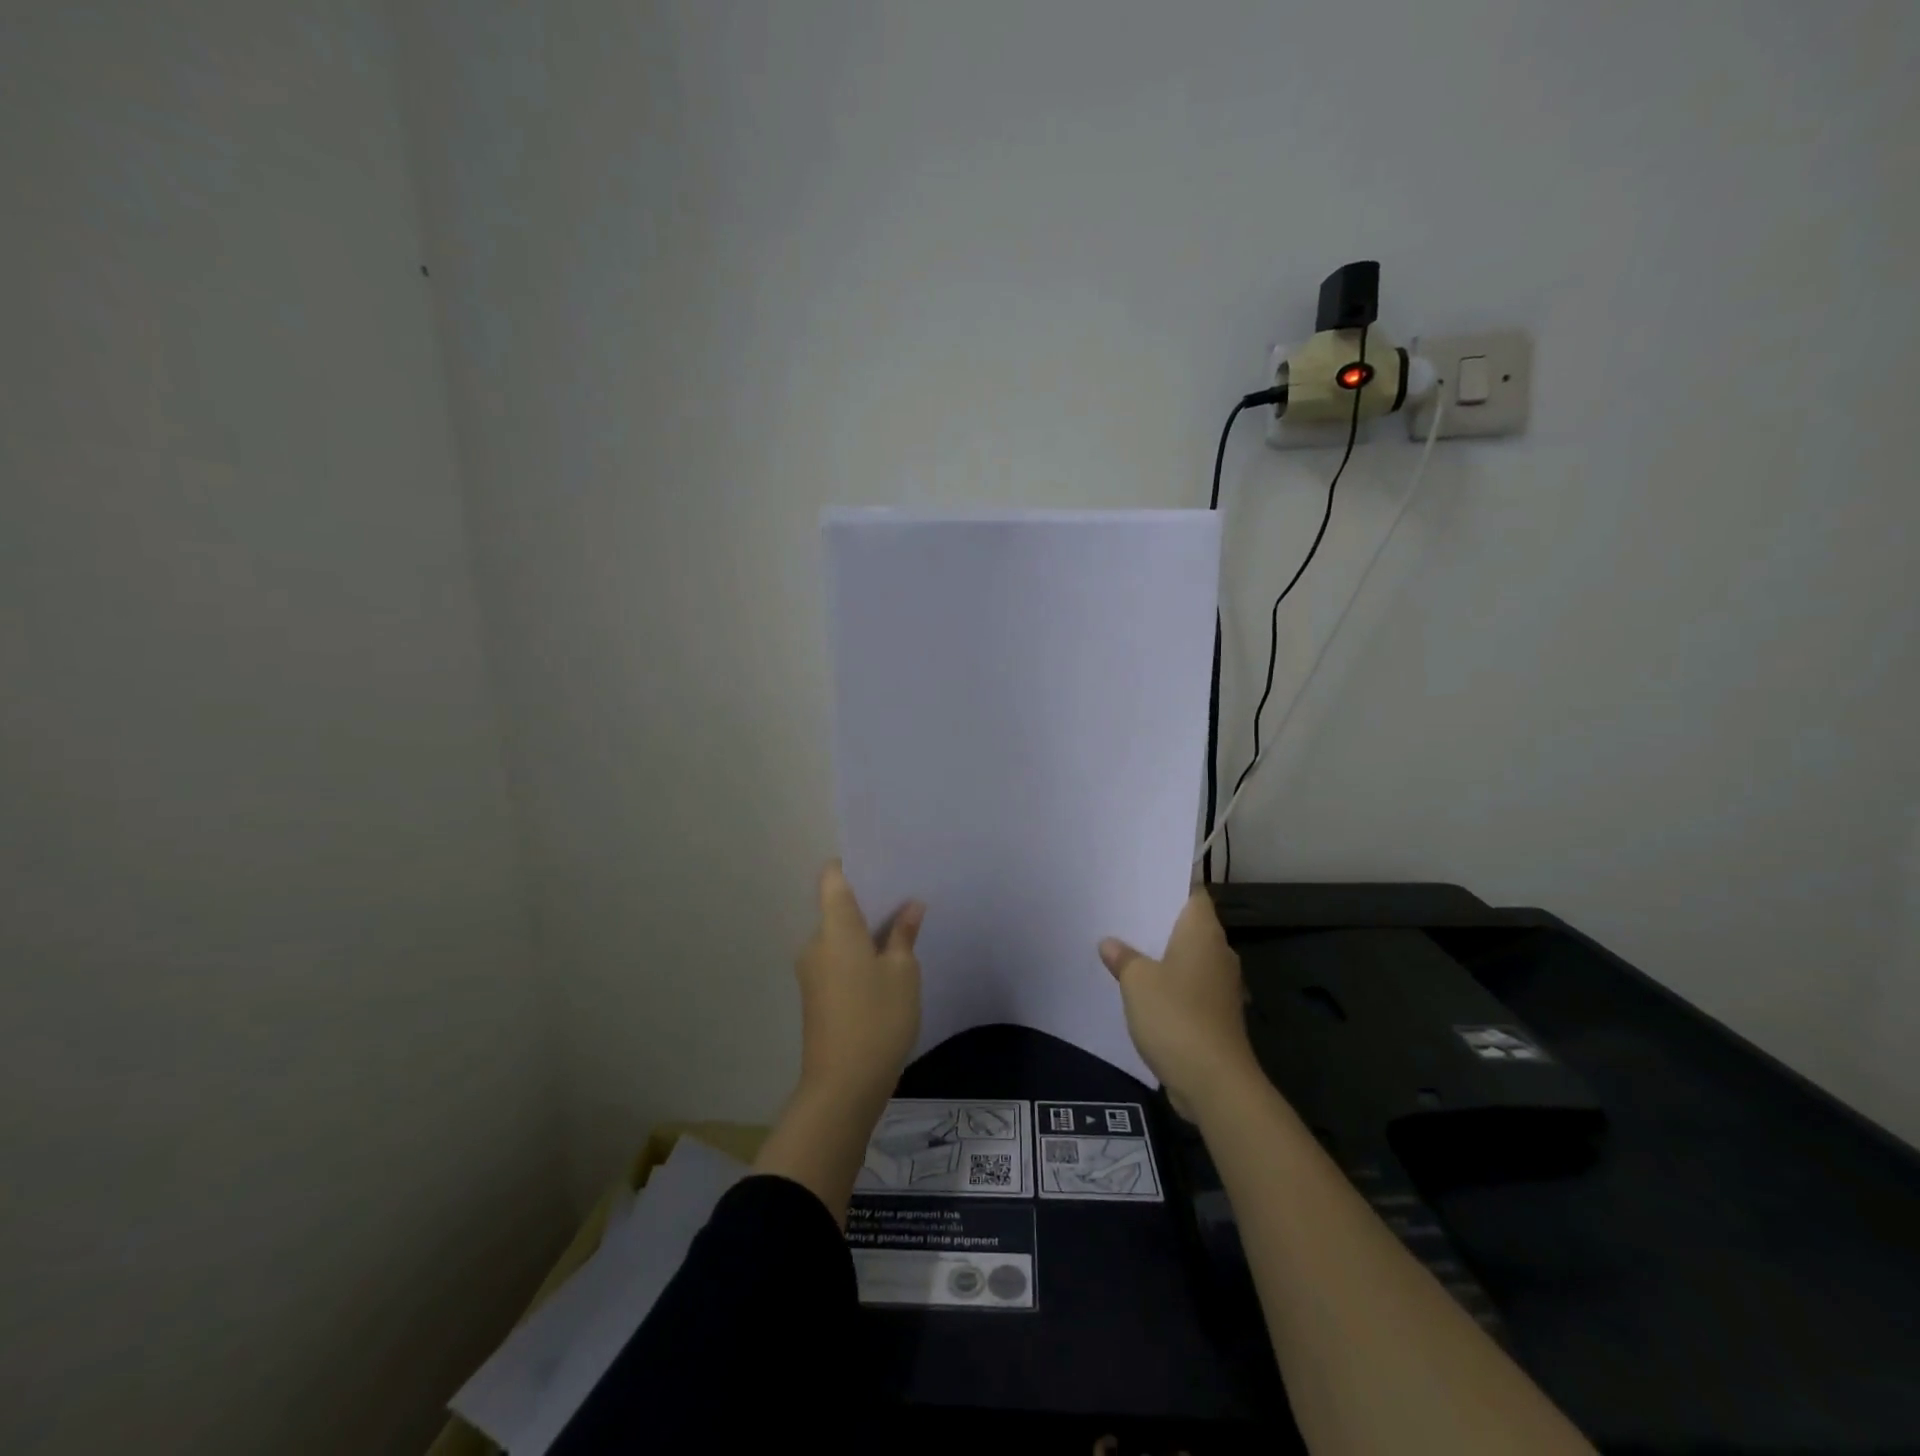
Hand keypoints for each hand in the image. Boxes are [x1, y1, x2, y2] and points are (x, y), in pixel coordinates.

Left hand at [794, 861, 923, 1109]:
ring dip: (866, 933)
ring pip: (840, 937)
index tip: (880, 865)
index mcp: (835, 928)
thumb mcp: (902, 973)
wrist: (843, 1087)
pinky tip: (887, 968)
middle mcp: (816, 944)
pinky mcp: (817, 996)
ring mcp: (813, 972)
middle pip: (837, 908)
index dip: (851, 865)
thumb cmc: (877, 1018)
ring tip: (903, 932)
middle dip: (869, 903)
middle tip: (905, 899)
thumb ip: (903, 934)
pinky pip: (838, 960)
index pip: (832, 878)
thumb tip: (910, 906)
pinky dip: (859, 957)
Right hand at [1099, 890, 1258, 1117]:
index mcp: (1203, 933)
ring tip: (1124, 948)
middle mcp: (1218, 953)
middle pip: (1188, 925)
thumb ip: (1123, 957)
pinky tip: (1141, 989)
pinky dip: (1168, 983)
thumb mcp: (1137, 981)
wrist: (1214, 1082)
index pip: (1193, 894)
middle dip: (1158, 921)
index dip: (1169, 885)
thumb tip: (1110, 944)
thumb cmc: (1176, 1016)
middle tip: (1121, 913)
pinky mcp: (1216, 1014)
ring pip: (1187, 957)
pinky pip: (1188, 985)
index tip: (1140, 883)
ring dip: (1162, 955)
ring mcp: (1220, 986)